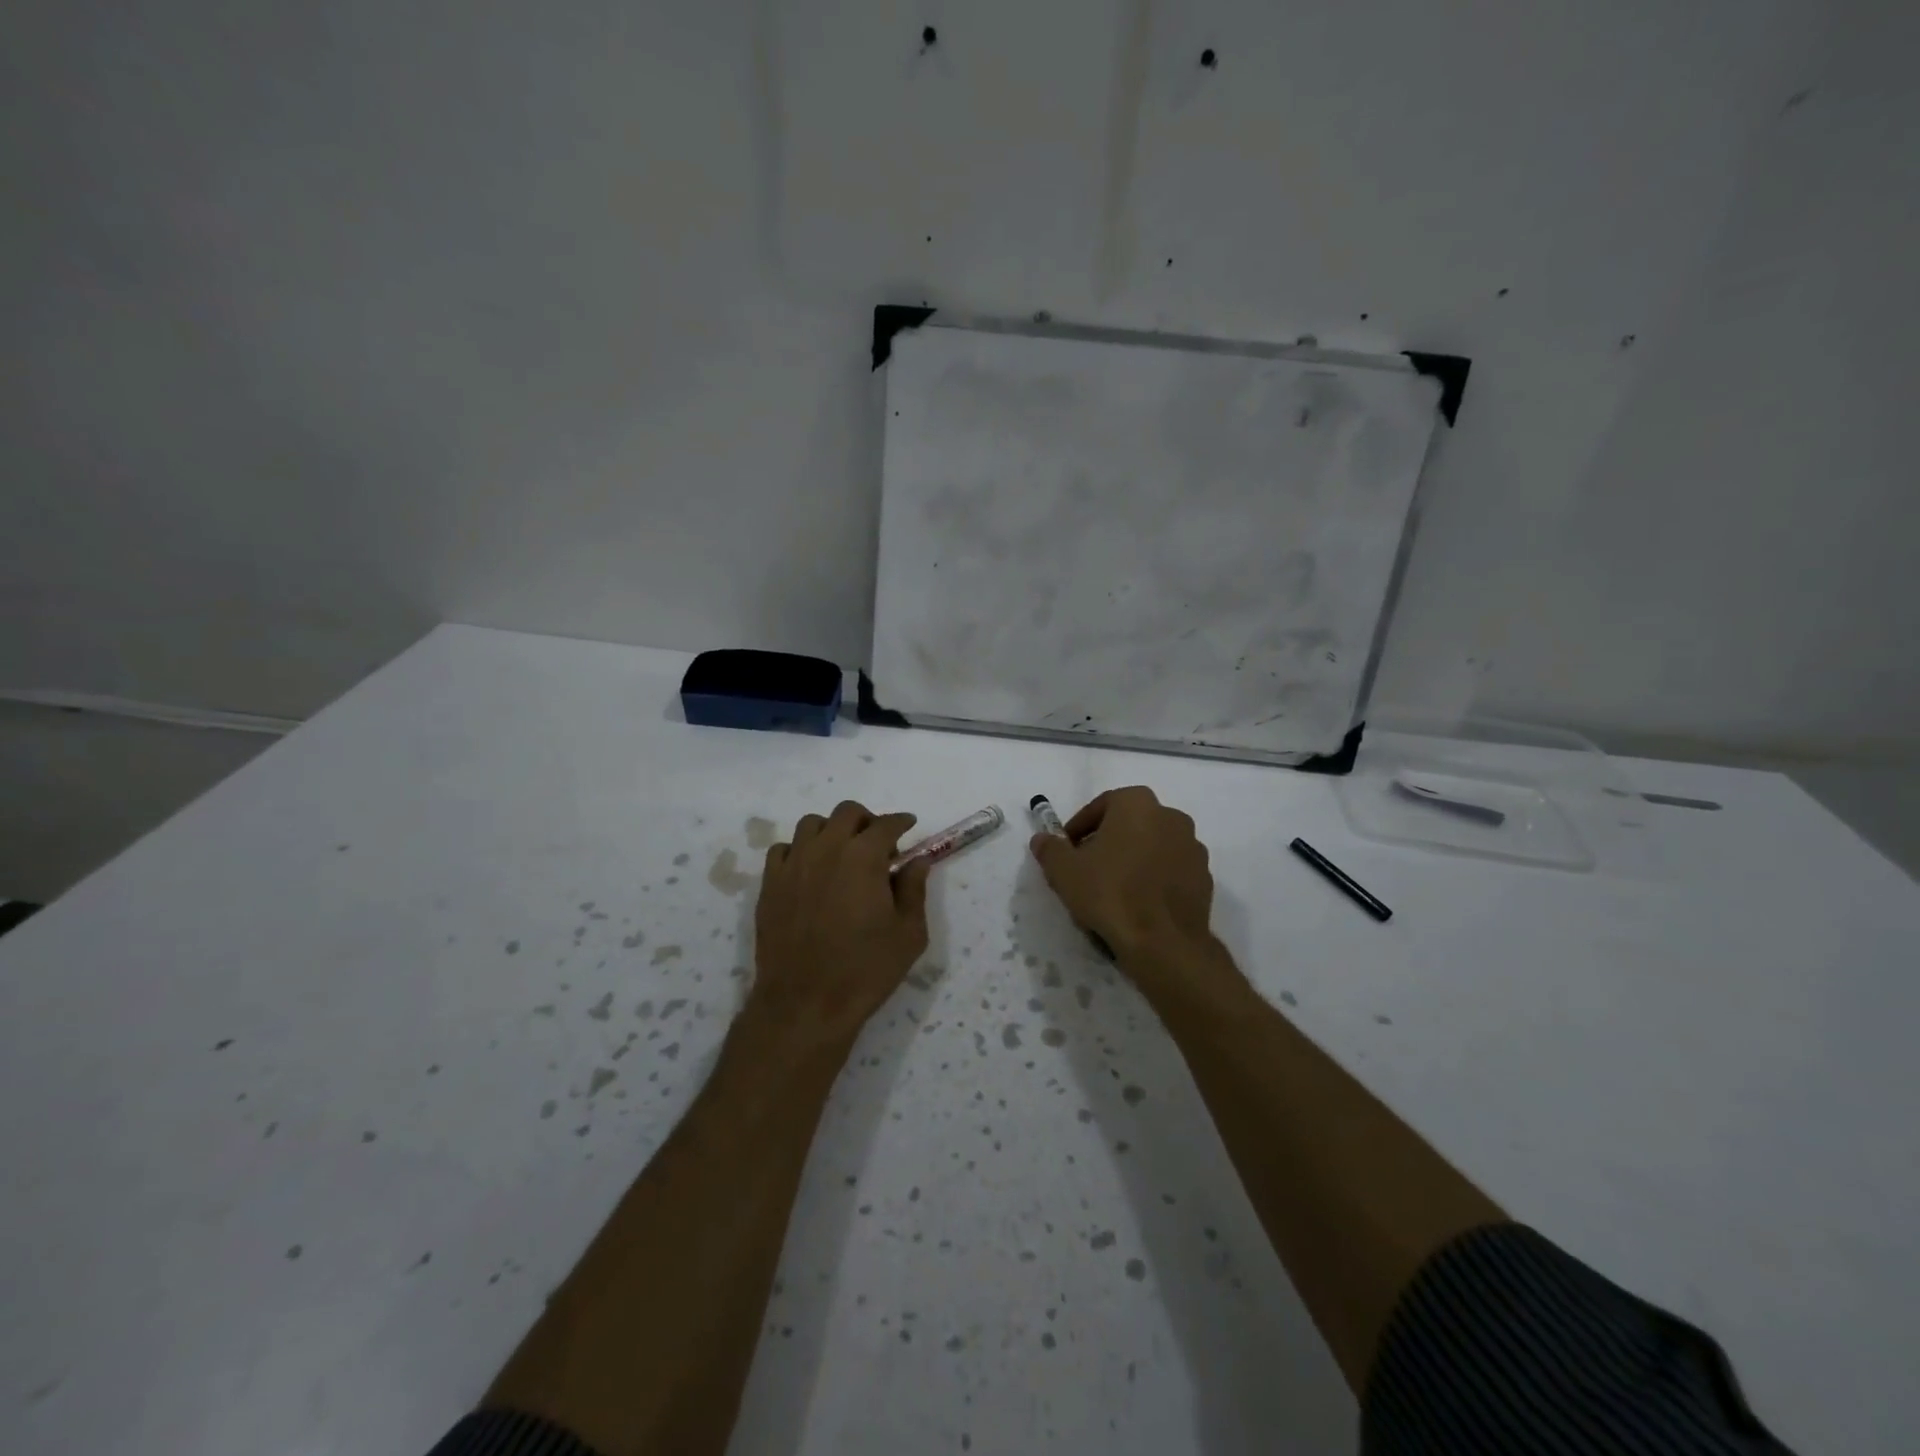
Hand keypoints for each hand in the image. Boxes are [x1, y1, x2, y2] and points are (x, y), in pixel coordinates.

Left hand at [749, 800, 931, 1049]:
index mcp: (864, 857)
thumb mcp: (908, 933)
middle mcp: (826, 849)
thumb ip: (914, 890)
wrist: (805, 1004)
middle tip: (878, 845)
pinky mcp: (769, 884)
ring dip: (832, 831)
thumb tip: (917, 861)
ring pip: (812, 824)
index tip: (908, 827)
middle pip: (847, 813)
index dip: (901, 822)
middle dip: (867, 821)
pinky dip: (801, 851)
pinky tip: (810, 872)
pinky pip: (783, 849)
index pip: (886, 824)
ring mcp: (793, 864)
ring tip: (842, 854)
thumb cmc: (866, 970)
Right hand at [1030, 787, 1221, 970]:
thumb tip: (1042, 839)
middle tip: (1087, 869)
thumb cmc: (1110, 894)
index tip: (1067, 850)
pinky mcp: (1204, 877)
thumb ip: (1049, 849)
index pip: (1100, 806)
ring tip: (1112, 890)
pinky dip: (1153, 879)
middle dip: (1107, 842)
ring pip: (1151, 847)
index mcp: (1137, 803)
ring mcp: (1193, 847)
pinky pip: (1170, 870)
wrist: (1164, 942)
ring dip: (1132, 860)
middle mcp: (1171, 816)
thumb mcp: (1064, 871)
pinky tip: (1138, 904)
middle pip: (1129, 824)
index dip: (1078, 828)